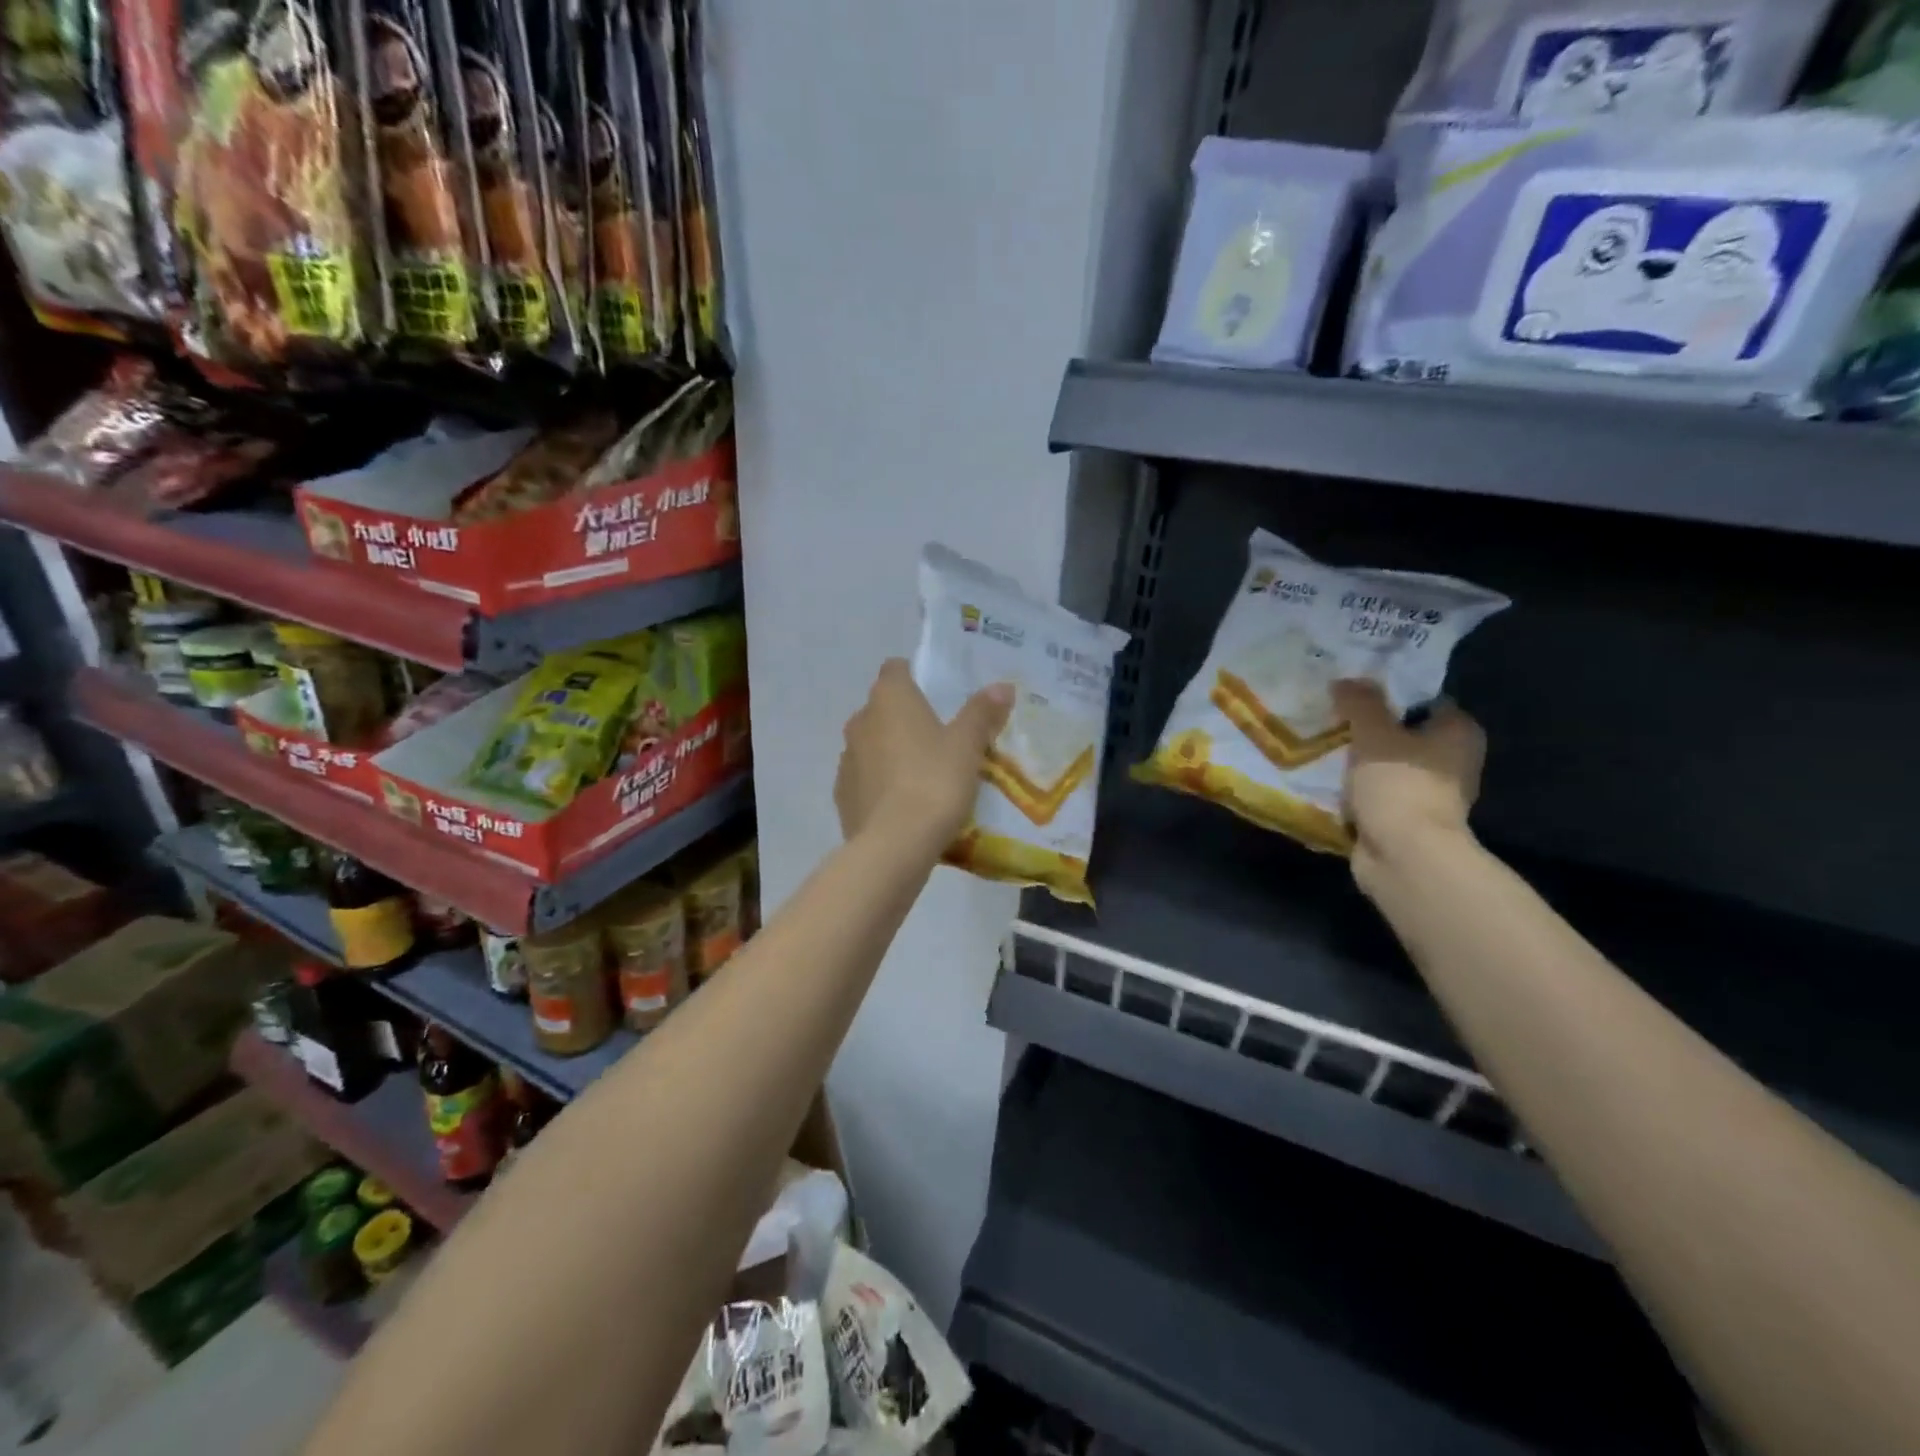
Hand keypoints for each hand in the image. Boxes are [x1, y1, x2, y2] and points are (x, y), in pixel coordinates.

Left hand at [835, 659, 1012, 849]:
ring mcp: (846, 759)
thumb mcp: (968, 746)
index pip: (895, 669)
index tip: (937, 696)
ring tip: (923, 776)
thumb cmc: (935, 782)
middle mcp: (861, 721)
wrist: (894, 845)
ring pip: (871, 745)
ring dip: (892, 752)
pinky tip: (904, 805)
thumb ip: (982, 713)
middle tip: (940, 740)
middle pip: (883, 708)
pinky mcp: (842, 795)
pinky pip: (865, 779)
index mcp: (889, 699)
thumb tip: (1002, 686)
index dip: (915, 677)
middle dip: (906, 719)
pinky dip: (881, 784)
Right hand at [1332, 679, 1484, 881]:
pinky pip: (1374, 793)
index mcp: (1459, 732)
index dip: (1388, 692)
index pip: (1423, 699)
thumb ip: (1360, 702)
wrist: (1404, 856)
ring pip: (1385, 764)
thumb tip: (1346, 680)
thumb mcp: (1373, 732)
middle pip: (1402, 732)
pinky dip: (1354, 789)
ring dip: (1358, 761)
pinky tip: (1325, 780)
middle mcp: (1452, 760)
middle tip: (1330, 716)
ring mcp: (1429, 793)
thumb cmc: (1399, 785)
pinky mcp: (1405, 819)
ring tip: (1321, 746)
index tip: (1353, 690)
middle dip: (1368, 728)